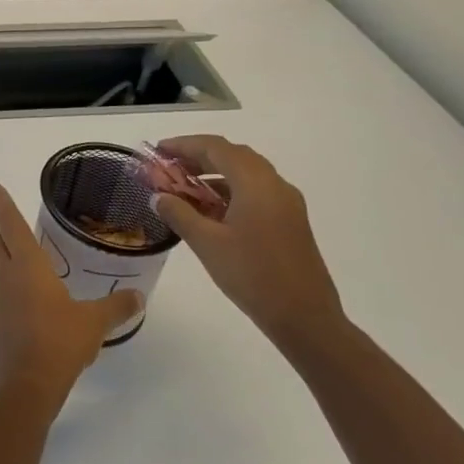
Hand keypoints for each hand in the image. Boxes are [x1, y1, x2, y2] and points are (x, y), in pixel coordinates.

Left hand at [0, 184, 142, 403]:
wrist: (24, 386)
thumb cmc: (59, 343)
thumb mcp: (94, 323)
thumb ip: (116, 307)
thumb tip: (137, 296)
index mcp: (28, 267)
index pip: (12, 226)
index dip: (3, 205)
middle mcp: (6, 278)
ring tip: (1, 249)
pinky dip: (1, 287)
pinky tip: (11, 299)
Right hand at [148, 135, 344, 351]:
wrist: (306, 319)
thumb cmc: (253, 276)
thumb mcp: (207, 244)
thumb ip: (179, 214)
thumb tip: (159, 196)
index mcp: (256, 184)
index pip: (216, 148)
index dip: (184, 145)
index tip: (158, 152)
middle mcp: (275, 185)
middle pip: (233, 155)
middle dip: (199, 157)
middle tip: (169, 168)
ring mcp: (287, 204)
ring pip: (246, 174)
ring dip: (214, 174)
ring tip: (184, 189)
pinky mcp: (290, 221)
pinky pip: (256, 192)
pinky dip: (230, 191)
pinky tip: (211, 211)